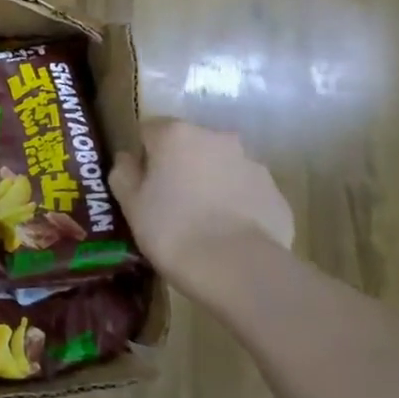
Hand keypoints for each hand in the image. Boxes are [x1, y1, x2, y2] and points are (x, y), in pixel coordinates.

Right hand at [110, 120, 293, 279]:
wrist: (236, 267)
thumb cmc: (171, 228)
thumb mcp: (130, 203)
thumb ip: (124, 172)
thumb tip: (129, 158)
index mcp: (176, 135)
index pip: (150, 130)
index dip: (143, 155)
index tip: (141, 183)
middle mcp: (216, 138)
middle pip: (189, 145)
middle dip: (179, 166)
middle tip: (169, 202)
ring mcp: (251, 164)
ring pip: (220, 167)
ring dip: (209, 183)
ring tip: (200, 221)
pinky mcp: (275, 193)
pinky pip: (245, 191)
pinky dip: (235, 204)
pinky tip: (226, 233)